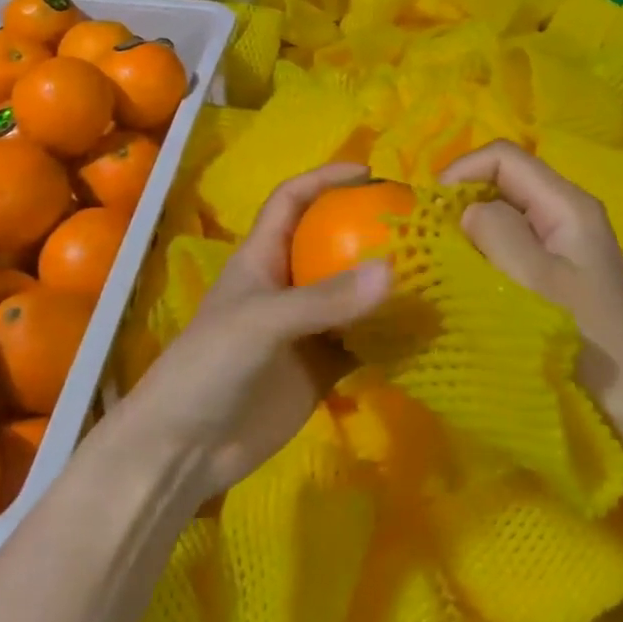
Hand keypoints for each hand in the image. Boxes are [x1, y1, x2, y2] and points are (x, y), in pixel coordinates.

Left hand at [115, 162, 391, 506]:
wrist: (186, 449)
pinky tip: (424, 330)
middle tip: (419, 226)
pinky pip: (363, 342)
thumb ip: (324, 299)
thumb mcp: (261, 322)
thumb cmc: (209, 366)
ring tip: (436, 272)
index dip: (324, 179)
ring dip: (387, 286)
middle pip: (331, 243)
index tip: (369, 172)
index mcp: (262, 257)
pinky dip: (390, 335)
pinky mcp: (321, 368)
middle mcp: (287, 285)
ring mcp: (306, 328)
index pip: (291, 201)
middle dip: (369, 230)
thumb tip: (393, 271)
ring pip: (353, 295)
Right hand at [440, 140, 622, 413]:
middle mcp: (567, 214)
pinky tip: (470, 280)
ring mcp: (565, 245)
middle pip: (504, 182)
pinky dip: (485, 253)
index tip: (430, 209)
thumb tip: (467, 211)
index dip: (461, 171)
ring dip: (472, 230)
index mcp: (567, 205)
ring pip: (505, 215)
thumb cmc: (585, 341)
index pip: (504, 157)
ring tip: (443, 259)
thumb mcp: (535, 280)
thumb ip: (495, 231)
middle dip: (463, 200)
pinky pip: (513, 245)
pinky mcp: (560, 274)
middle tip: (431, 236)